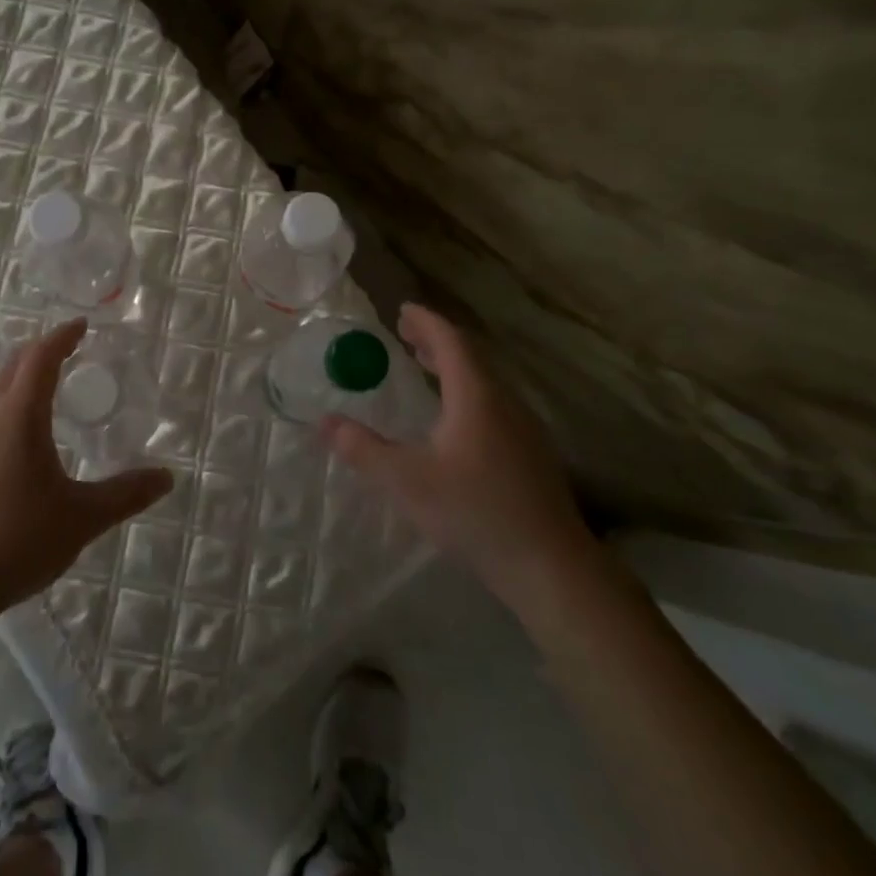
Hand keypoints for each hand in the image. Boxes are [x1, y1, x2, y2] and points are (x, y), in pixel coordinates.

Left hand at [0, 319, 172, 621]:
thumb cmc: (13, 540)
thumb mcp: (80, 518)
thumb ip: (125, 494)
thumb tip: (167, 477)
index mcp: (19, 416)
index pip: (41, 357)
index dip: (62, 336)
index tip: (82, 325)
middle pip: (14, 367)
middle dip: (42, 351)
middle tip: (70, 353)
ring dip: (22, 381)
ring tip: (49, 394)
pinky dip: (8, 409)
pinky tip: (20, 444)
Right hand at [322, 304, 597, 607]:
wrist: (549, 566)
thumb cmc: (474, 512)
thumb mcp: (406, 481)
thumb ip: (363, 449)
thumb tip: (325, 422)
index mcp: (476, 396)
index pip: (450, 341)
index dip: (425, 322)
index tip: (402, 309)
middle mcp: (504, 402)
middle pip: (470, 357)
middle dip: (436, 341)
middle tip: (406, 334)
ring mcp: (523, 428)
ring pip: (484, 382)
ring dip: (452, 367)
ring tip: (425, 367)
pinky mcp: (530, 454)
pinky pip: (493, 404)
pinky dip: (466, 392)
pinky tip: (454, 420)